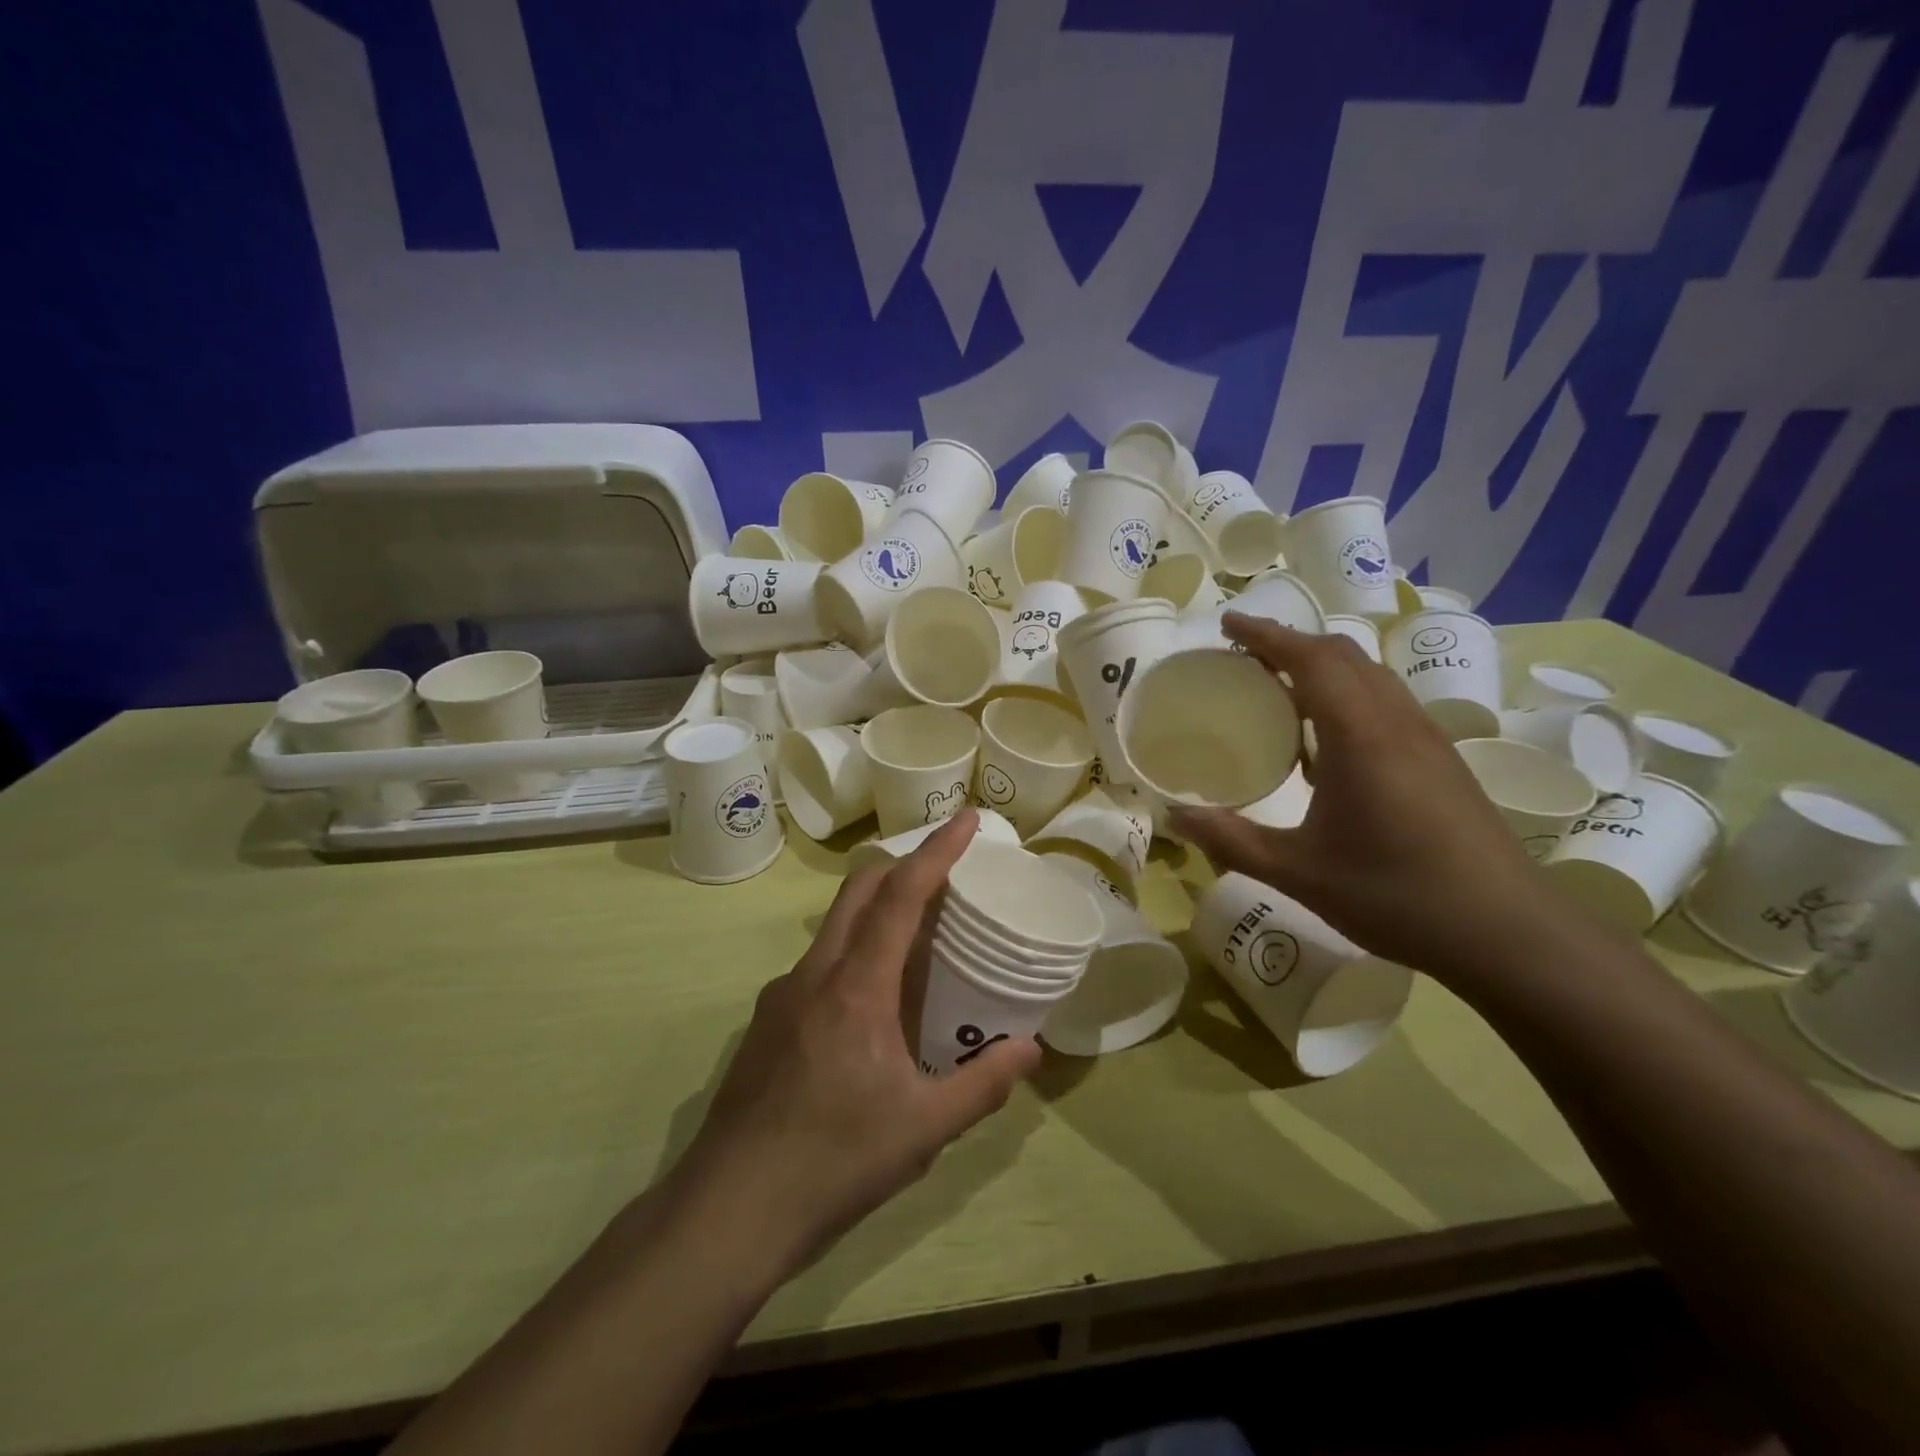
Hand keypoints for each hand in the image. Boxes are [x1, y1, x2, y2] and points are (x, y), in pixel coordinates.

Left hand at [669, 811, 1039, 1279]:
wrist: (727, 1211)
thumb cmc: (833, 1163)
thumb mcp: (923, 1130)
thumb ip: (981, 1085)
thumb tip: (1031, 1049)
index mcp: (856, 987)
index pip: (900, 895)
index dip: (936, 851)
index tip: (966, 820)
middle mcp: (814, 974)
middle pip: (859, 890)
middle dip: (902, 865)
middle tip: (946, 871)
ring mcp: (782, 995)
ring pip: (835, 926)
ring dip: (875, 910)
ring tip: (916, 939)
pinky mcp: (766, 1021)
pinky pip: (818, 964)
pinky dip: (852, 953)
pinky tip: (870, 1005)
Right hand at [1169, 612, 1560, 981]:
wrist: (1508, 934)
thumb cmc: (1396, 896)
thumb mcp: (1298, 873)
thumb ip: (1231, 840)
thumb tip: (1172, 816)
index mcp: (1361, 736)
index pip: (1312, 659)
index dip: (1267, 634)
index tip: (1227, 622)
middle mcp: (1397, 723)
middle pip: (1343, 655)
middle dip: (1290, 643)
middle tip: (1242, 656)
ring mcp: (1426, 739)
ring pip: (1369, 676)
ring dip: (1321, 666)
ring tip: (1277, 688)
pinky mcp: (1440, 760)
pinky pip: (1384, 703)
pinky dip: (1345, 694)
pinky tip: (1323, 739)